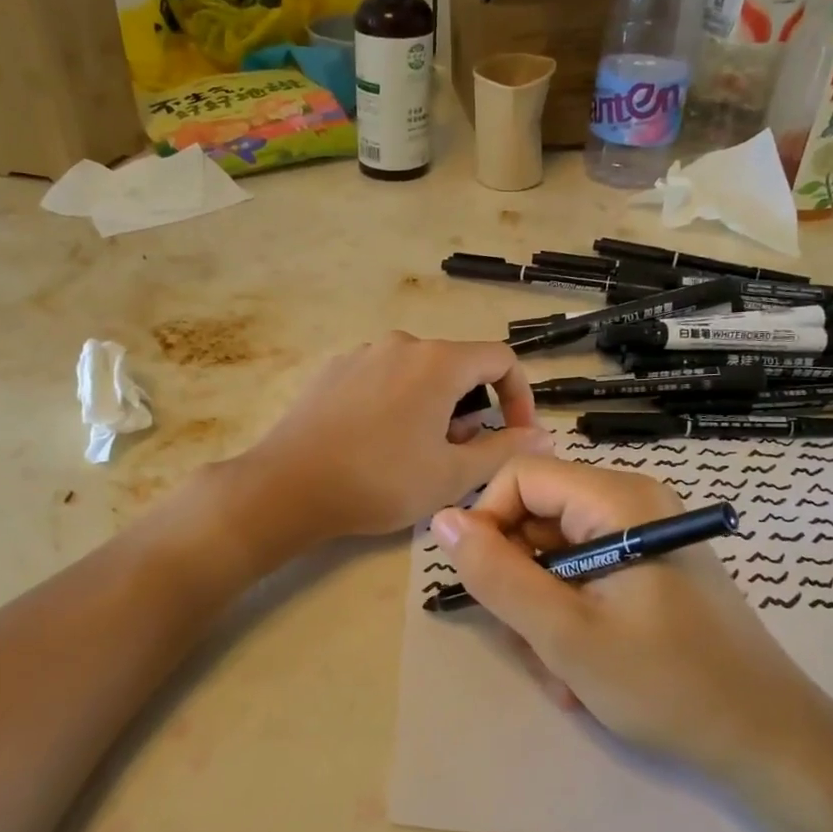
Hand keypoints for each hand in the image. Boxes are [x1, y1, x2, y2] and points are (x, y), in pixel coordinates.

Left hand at [242, 334, 552, 541]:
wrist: (287, 486)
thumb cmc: (379, 481)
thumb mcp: (452, 475)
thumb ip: (505, 450)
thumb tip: (544, 436)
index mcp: (438, 362)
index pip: (501, 359)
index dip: (520, 397)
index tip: (515, 435)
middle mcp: (402, 345)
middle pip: (458, 367)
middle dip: (472, 409)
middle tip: (459, 456)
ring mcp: (362, 354)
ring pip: (419, 374)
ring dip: (435, 408)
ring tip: (418, 454)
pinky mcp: (333, 371)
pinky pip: (383, 379)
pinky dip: (398, 403)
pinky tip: (377, 443)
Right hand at [430, 456, 806, 773]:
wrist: (769, 741)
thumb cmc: (668, 684)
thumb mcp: (565, 635)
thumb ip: (497, 575)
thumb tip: (444, 520)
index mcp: (618, 500)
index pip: (520, 477)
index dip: (487, 523)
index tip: (483, 585)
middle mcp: (632, 504)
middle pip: (537, 516)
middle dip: (520, 581)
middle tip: (531, 643)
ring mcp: (643, 537)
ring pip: (555, 554)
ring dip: (543, 611)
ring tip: (563, 670)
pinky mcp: (650, 569)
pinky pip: (585, 576)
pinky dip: (571, 618)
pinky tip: (586, 669)